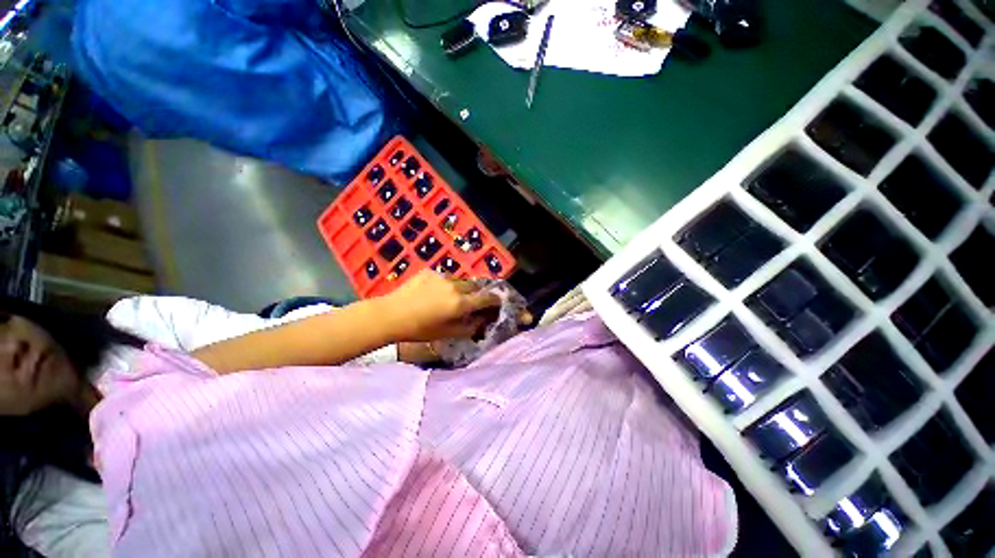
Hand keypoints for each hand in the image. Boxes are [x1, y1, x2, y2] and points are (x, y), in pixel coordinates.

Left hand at [377, 270, 501, 341]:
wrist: (391, 315)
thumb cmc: (419, 329)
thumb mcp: (446, 334)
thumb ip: (468, 327)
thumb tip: (480, 321)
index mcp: (460, 303)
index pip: (486, 298)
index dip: (494, 300)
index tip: (496, 303)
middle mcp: (455, 287)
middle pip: (475, 286)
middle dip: (476, 293)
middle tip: (471, 302)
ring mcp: (441, 277)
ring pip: (459, 281)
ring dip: (460, 288)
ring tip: (449, 297)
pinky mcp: (429, 272)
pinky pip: (444, 277)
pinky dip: (444, 285)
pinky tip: (432, 293)